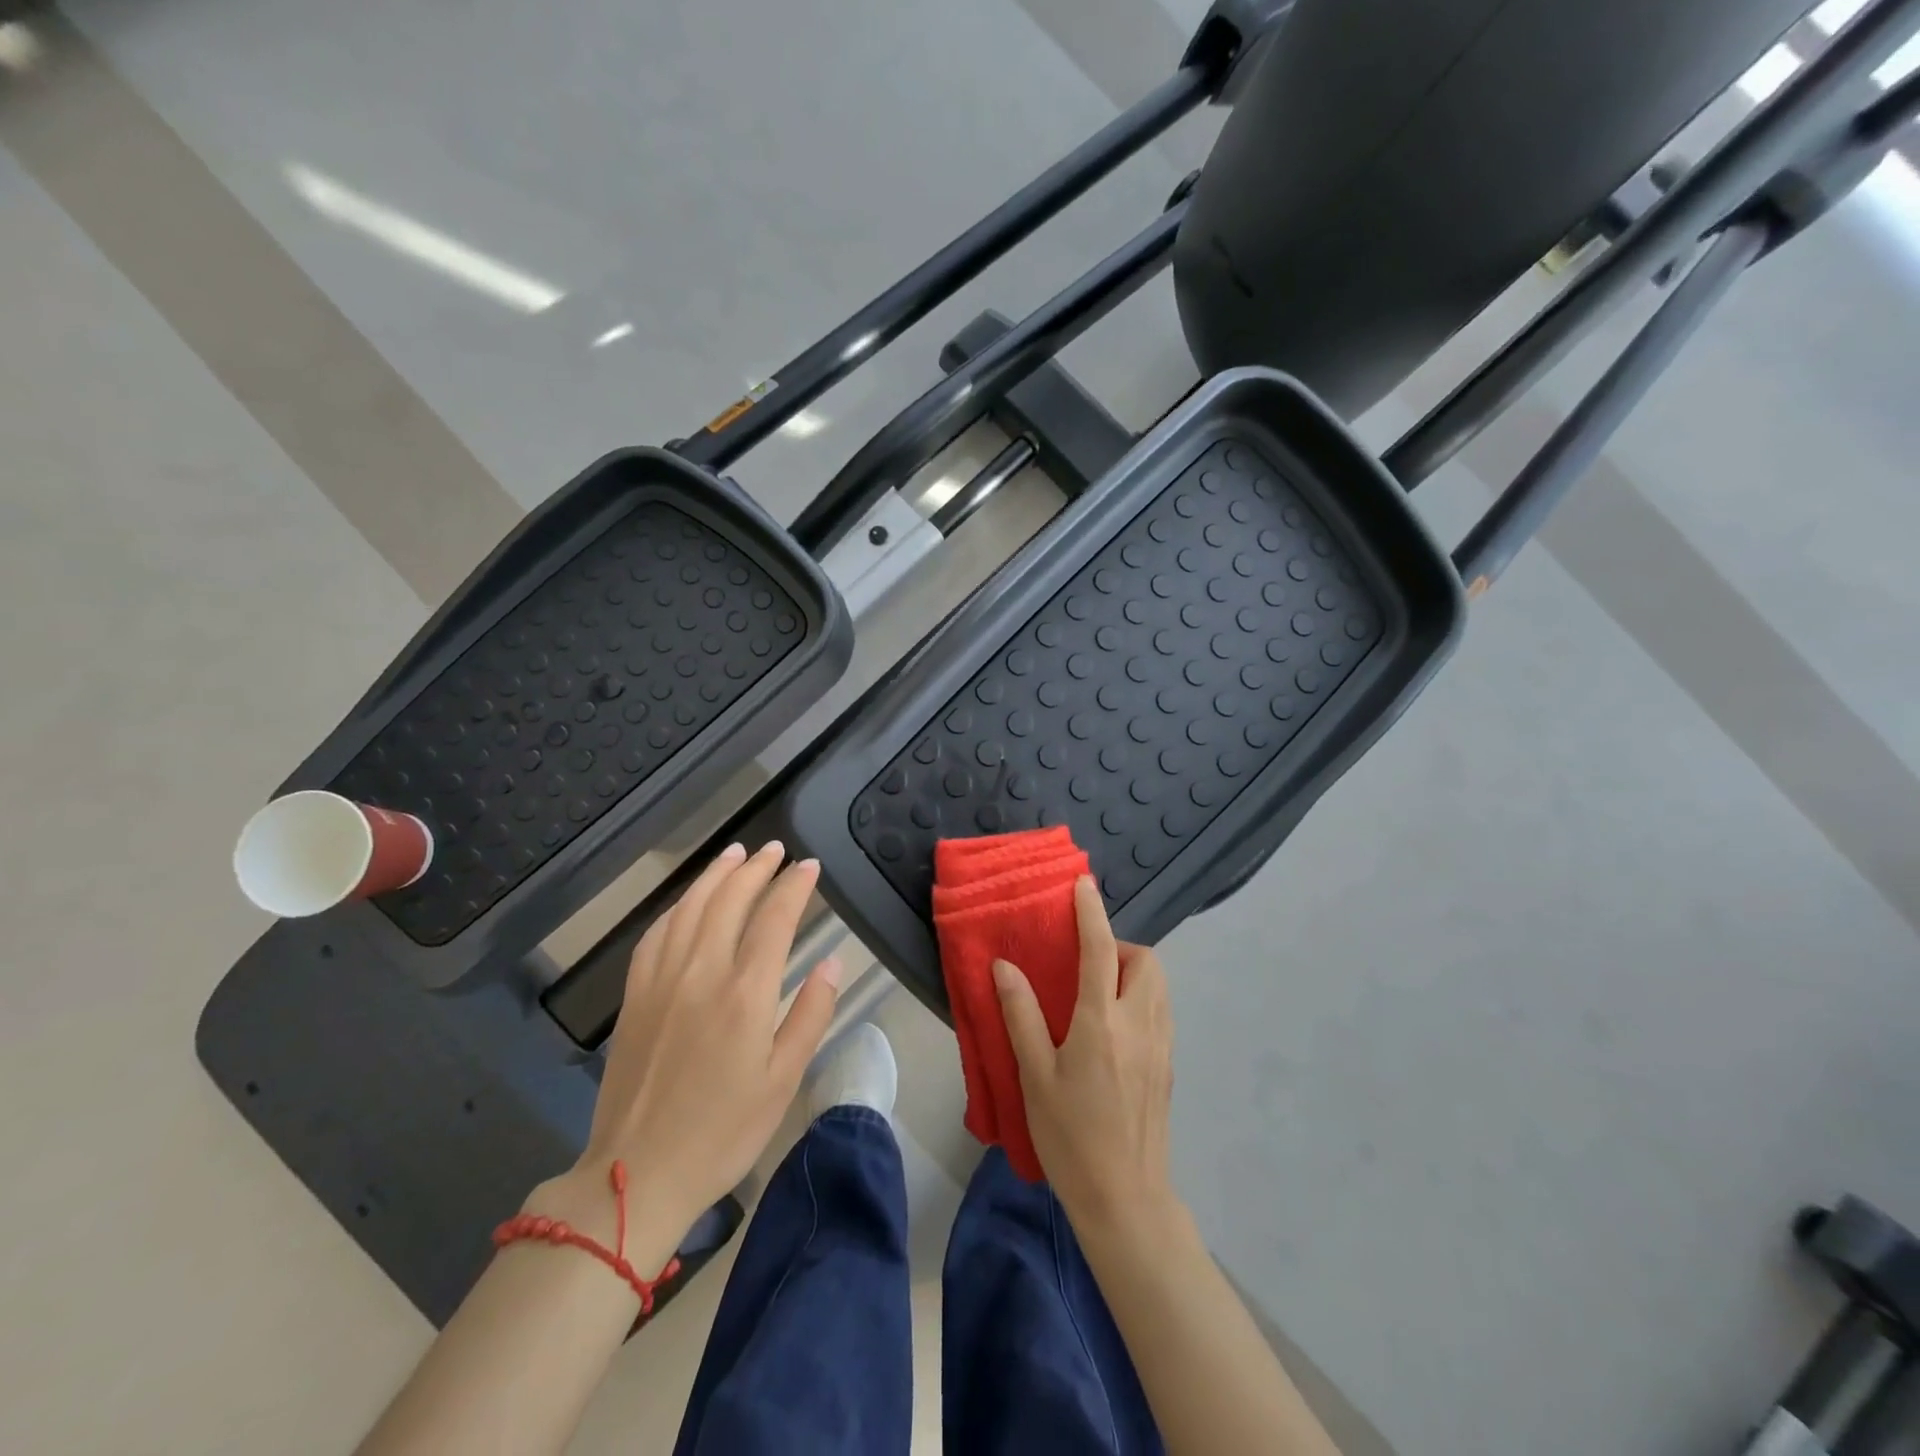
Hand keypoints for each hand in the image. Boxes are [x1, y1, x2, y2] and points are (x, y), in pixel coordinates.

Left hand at [528, 842, 841, 1262]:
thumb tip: (832, 962)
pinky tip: (688, 901)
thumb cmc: (723, 1132)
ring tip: (735, 854)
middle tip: (775, 849)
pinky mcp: (635, 995)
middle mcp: (701, 972)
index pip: (774, 919)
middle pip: (729, 900)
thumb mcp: (783, 1081)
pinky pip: (656, 933)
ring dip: (715, 875)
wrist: (637, 1174)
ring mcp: (661, 980)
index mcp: (744, 994)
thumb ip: (810, 1015)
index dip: (794, 886)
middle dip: (756, 868)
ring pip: (689, 907)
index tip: (809, 866)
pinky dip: (678, 906)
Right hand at [993, 876, 1175, 1235]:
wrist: (1125, 1200)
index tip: (1083, 884)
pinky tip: (1114, 1025)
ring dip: (1134, 970)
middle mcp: (1140, 1024)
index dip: (1091, 912)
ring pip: (1159, 985)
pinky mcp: (1168, 1066)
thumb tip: (1005, 966)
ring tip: (1098, 989)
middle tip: (1087, 961)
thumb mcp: (1035, 1076)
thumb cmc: (1070, 1136)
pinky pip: (1161, 1010)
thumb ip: (1021, 1015)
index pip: (1101, 950)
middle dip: (1121, 945)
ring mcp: (1161, 1046)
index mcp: (1103, 1022)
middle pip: (1147, 961)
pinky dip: (1142, 996)